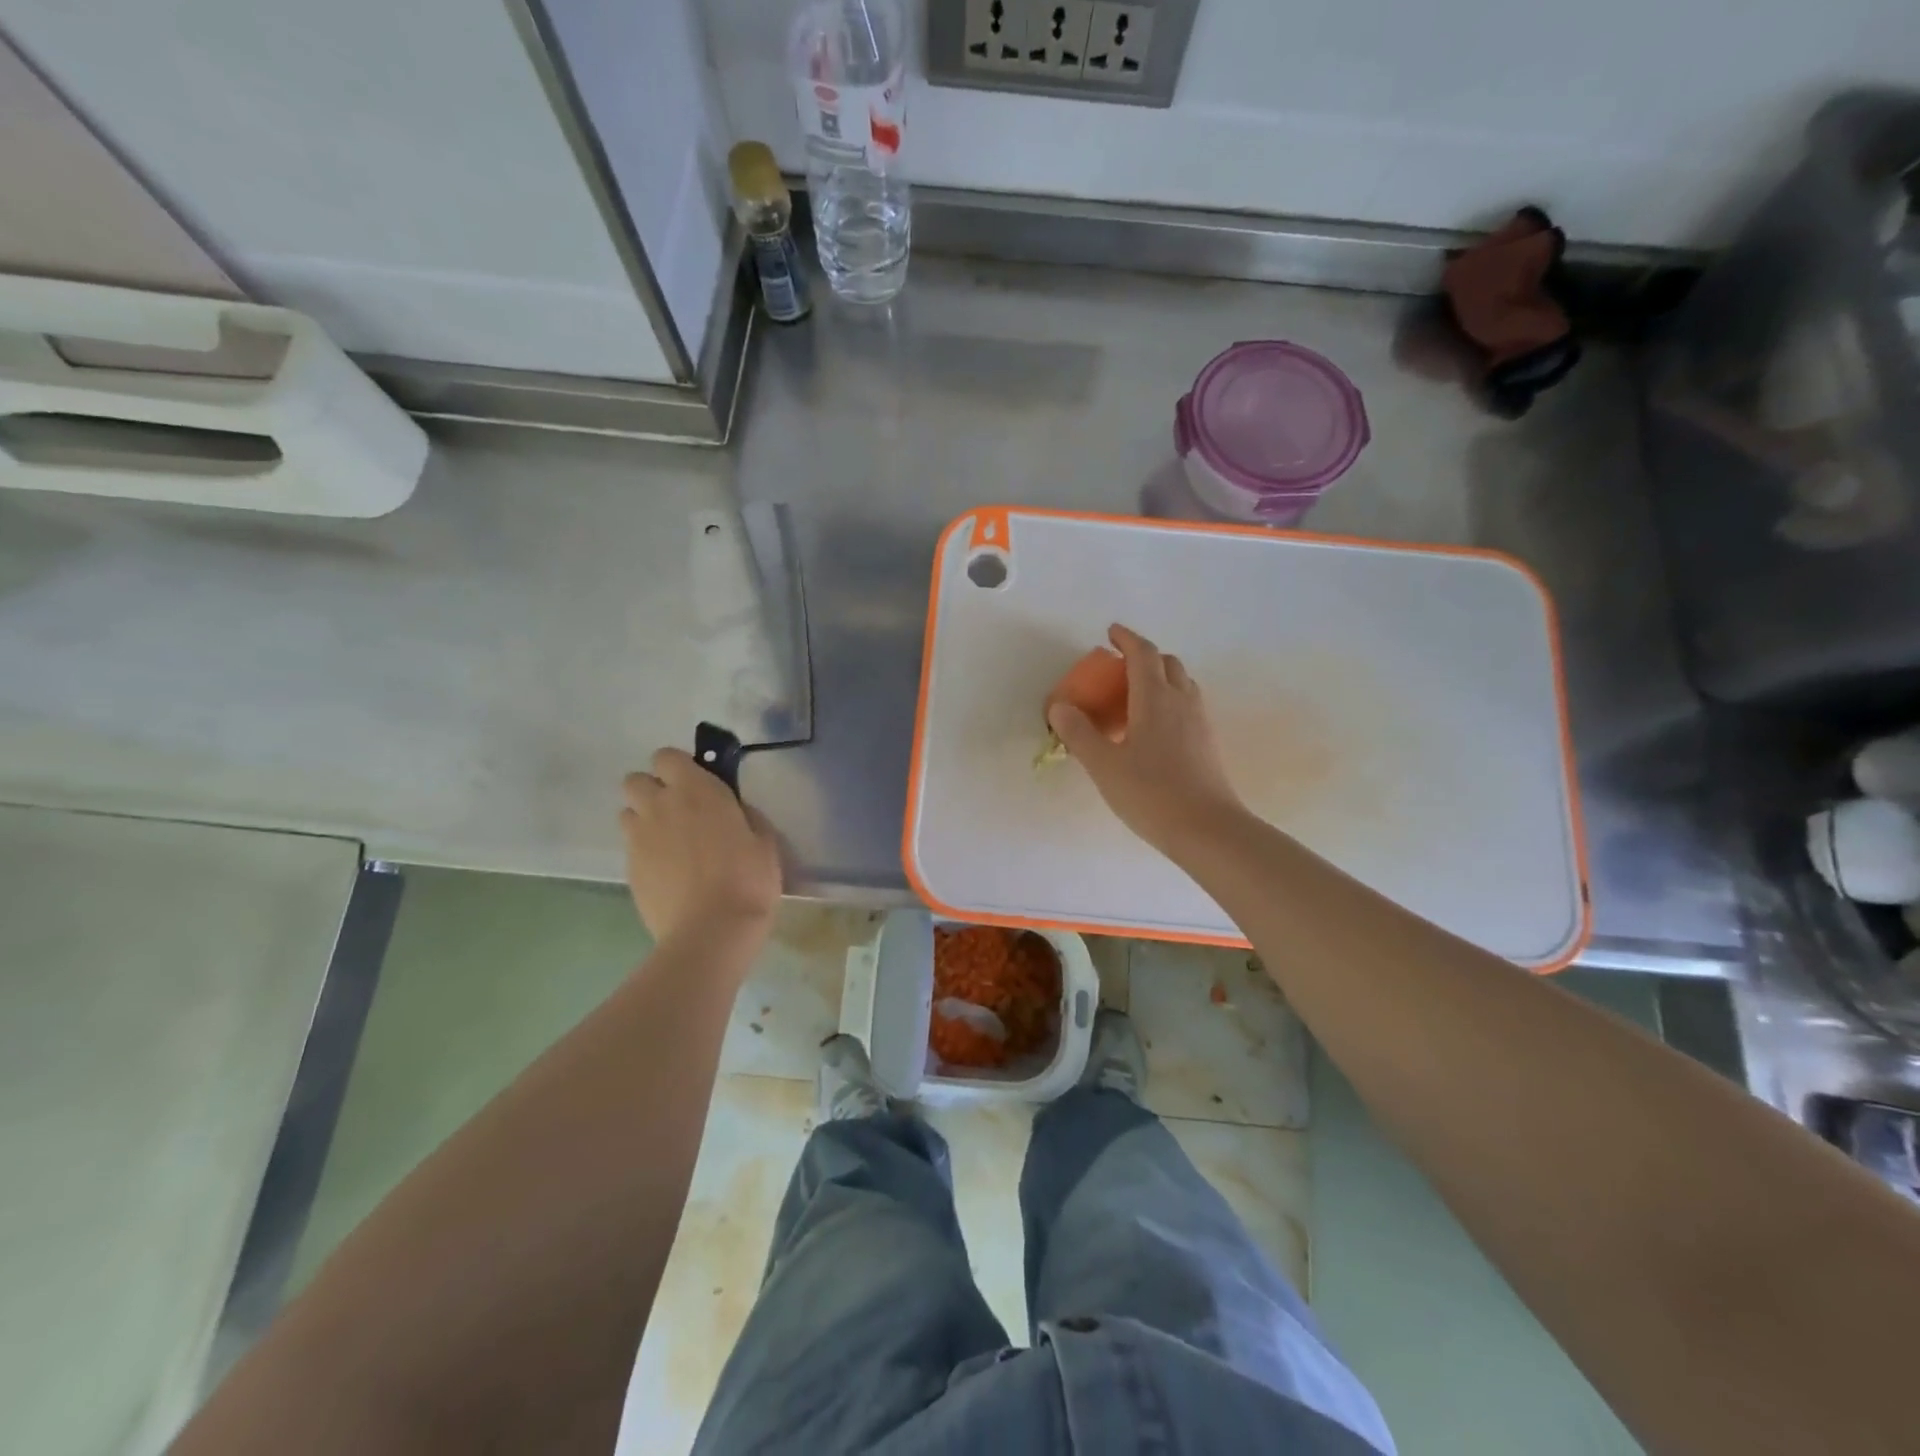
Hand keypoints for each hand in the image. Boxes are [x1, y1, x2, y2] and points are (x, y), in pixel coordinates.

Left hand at [620, 749, 781, 946]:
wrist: (711, 931)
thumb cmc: (748, 880)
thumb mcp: (765, 841)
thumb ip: (745, 816)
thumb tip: (734, 812)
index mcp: (697, 790)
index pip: (667, 757)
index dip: (679, 768)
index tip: (697, 784)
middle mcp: (660, 806)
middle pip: (636, 780)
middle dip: (653, 790)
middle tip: (679, 812)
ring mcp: (640, 838)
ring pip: (628, 812)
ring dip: (644, 819)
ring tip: (670, 843)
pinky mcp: (629, 869)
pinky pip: (631, 847)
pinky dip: (645, 851)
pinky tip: (668, 872)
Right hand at [1047, 624, 1245, 855]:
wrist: (1207, 829)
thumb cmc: (1150, 793)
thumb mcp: (1104, 765)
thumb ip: (1079, 733)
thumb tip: (1059, 707)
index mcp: (1155, 698)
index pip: (1143, 654)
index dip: (1127, 639)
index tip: (1110, 633)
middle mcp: (1182, 701)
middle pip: (1167, 664)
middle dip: (1143, 657)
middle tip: (1118, 669)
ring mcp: (1200, 722)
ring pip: (1182, 684)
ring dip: (1159, 679)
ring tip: (1134, 698)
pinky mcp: (1207, 743)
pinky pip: (1187, 707)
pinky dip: (1169, 702)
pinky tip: (1152, 731)